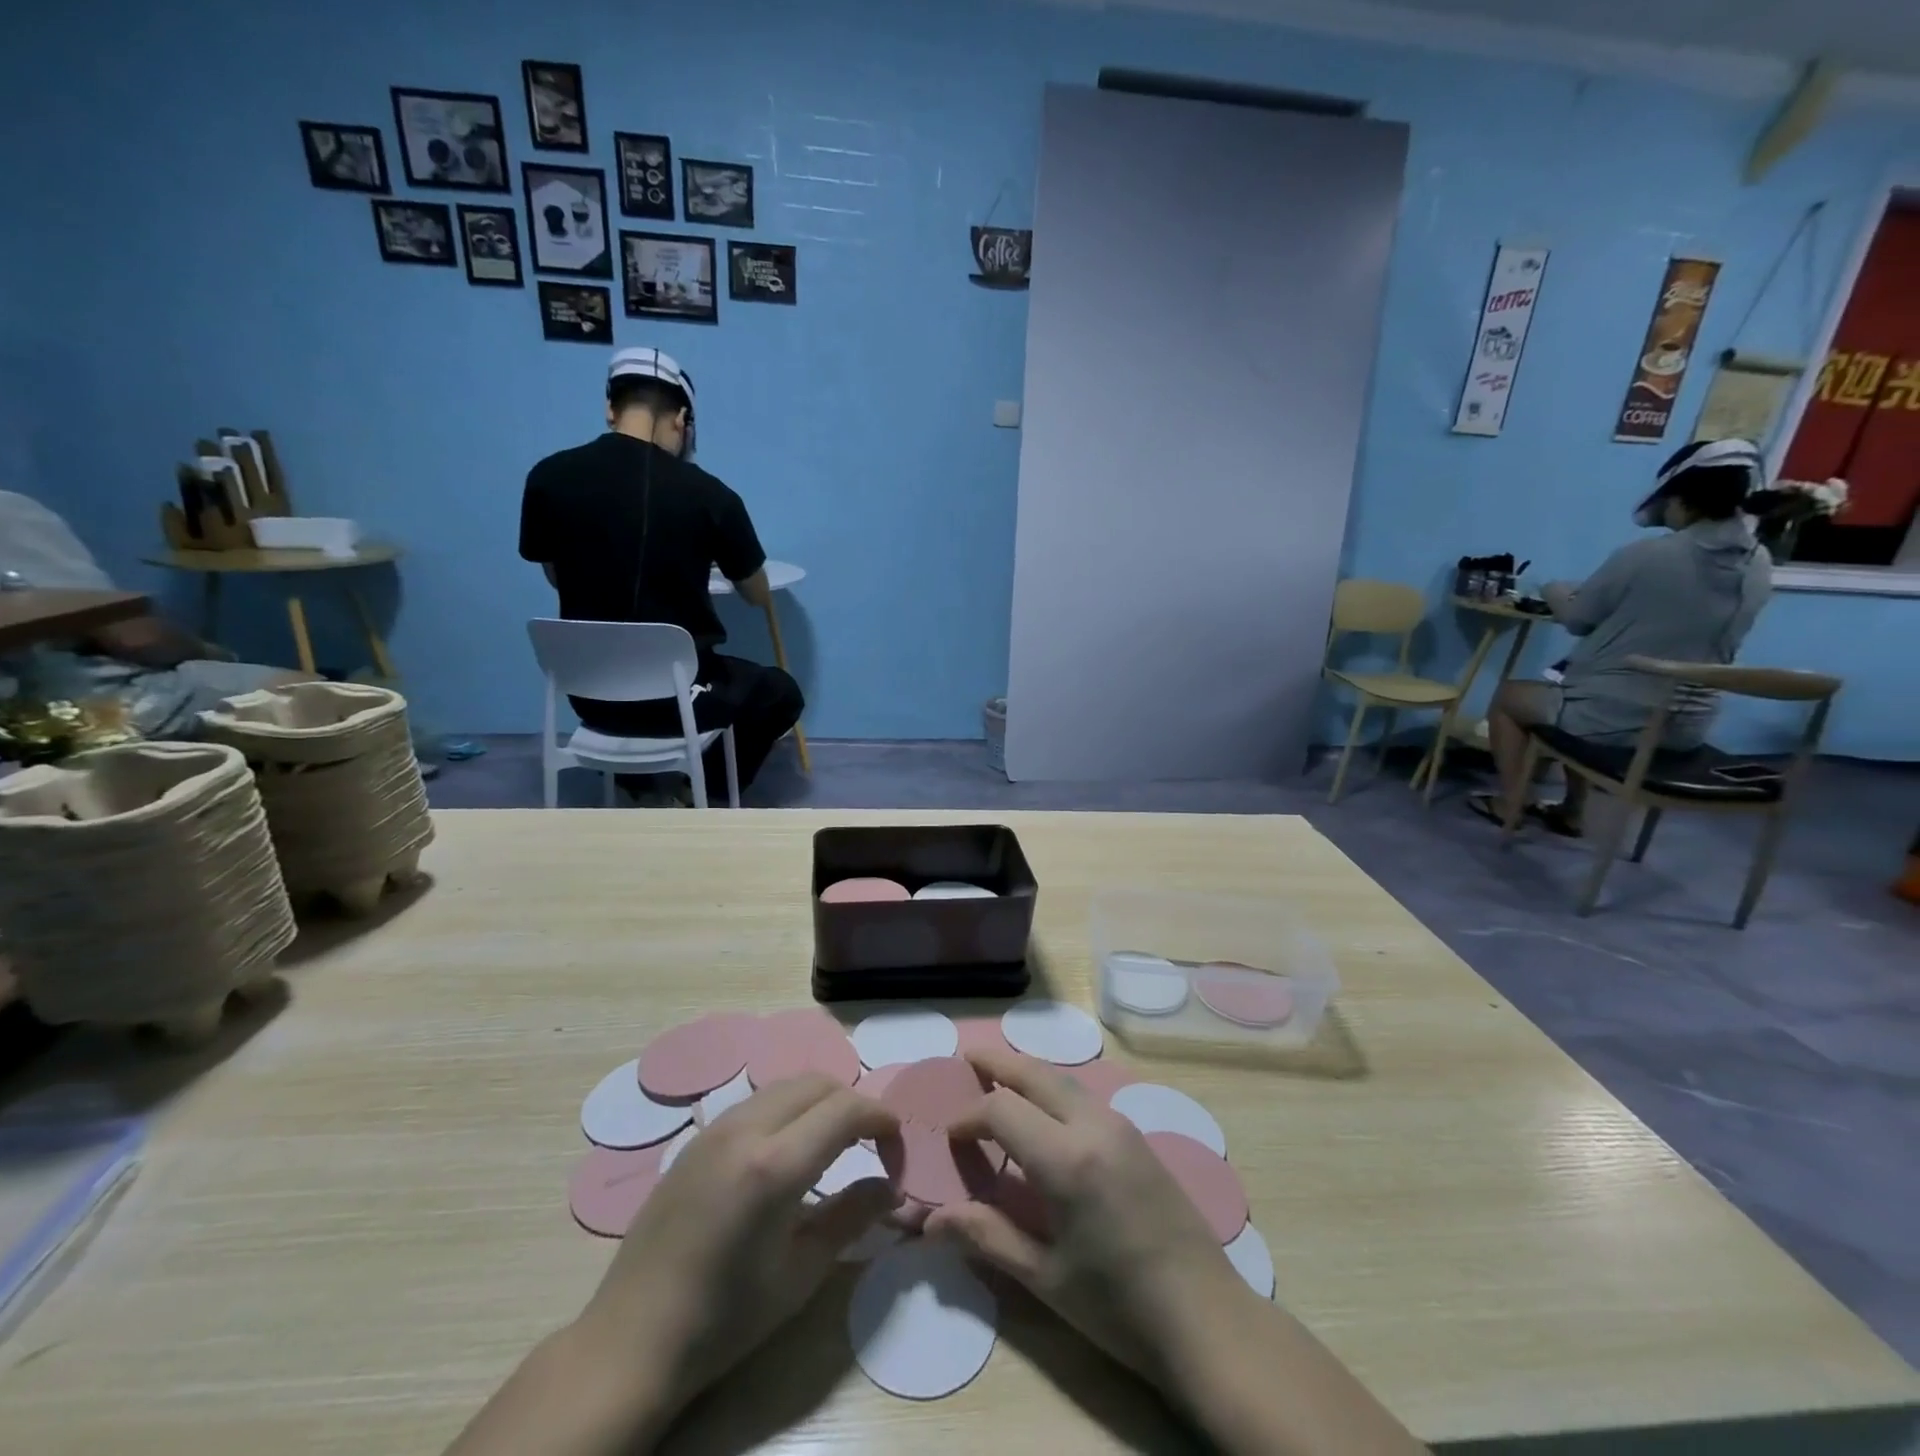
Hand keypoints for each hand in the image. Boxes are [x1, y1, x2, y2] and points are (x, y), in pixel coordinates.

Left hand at [446, 1076, 898, 1455]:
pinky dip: (789, 1110)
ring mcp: (716, 1127)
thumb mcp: (801, 1273)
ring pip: (787, 1085)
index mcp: (774, 1165)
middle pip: (819, 1082)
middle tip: (870, 1148)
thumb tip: (893, 1186)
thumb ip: (853, 1216)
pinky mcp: (698, 1137)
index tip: (896, 1154)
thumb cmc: (725, 1318)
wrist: (632, 1340)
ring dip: (821, 1102)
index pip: (846, 1108)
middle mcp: (746, 1128)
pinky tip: (788, 1153)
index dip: (883, 1121)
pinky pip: (758, 1101)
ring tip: (834, 1148)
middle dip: (855, 1105)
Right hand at [928, 1051, 1427, 1455]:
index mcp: (1067, 1159)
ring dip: (1028, 1071)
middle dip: (997, 1062)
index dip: (969, 1117)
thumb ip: (988, 1237)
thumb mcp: (1046, 1279)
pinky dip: (1054, 1088)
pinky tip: (1045, 1109)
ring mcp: (1122, 1126)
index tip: (950, 1135)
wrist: (1208, 1318)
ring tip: (999, 1074)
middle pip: (1036, 1074)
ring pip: (1064, 1079)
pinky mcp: (1139, 1136)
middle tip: (966, 1057)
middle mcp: (1094, 1125)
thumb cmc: (1120, 1307)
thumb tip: (930, 1221)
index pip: (1002, 1110)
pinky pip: (1086, 1095)